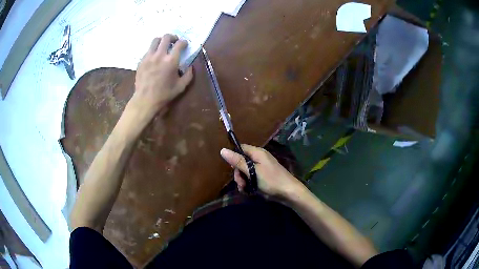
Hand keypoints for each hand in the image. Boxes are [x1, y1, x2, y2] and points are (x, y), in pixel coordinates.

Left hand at [131, 34, 193, 119]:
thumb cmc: (164, 94)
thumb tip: (190, 66)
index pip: (179, 44)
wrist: (145, 100)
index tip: (185, 44)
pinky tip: (155, 57)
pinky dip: (153, 50)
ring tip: (163, 46)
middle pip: (166, 37)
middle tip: (174, 41)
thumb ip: (188, 75)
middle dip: (173, 37)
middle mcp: (160, 55)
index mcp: (171, 61)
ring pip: (155, 40)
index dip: (184, 42)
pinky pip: (148, 50)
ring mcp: (149, 57)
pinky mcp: (141, 61)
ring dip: (161, 41)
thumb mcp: (181, 86)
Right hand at [220, 144, 304, 197]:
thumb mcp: (253, 171)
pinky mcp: (262, 178)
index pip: (240, 148)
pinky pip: (250, 179)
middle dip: (238, 173)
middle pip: (241, 162)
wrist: (288, 192)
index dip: (234, 157)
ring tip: (245, 189)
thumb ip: (238, 161)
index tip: (232, 168)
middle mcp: (258, 159)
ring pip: (245, 172)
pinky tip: (248, 191)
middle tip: (241, 183)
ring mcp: (261, 169)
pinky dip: (248, 185)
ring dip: (242, 181)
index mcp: (257, 153)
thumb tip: (222, 150)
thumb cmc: (271, 180)